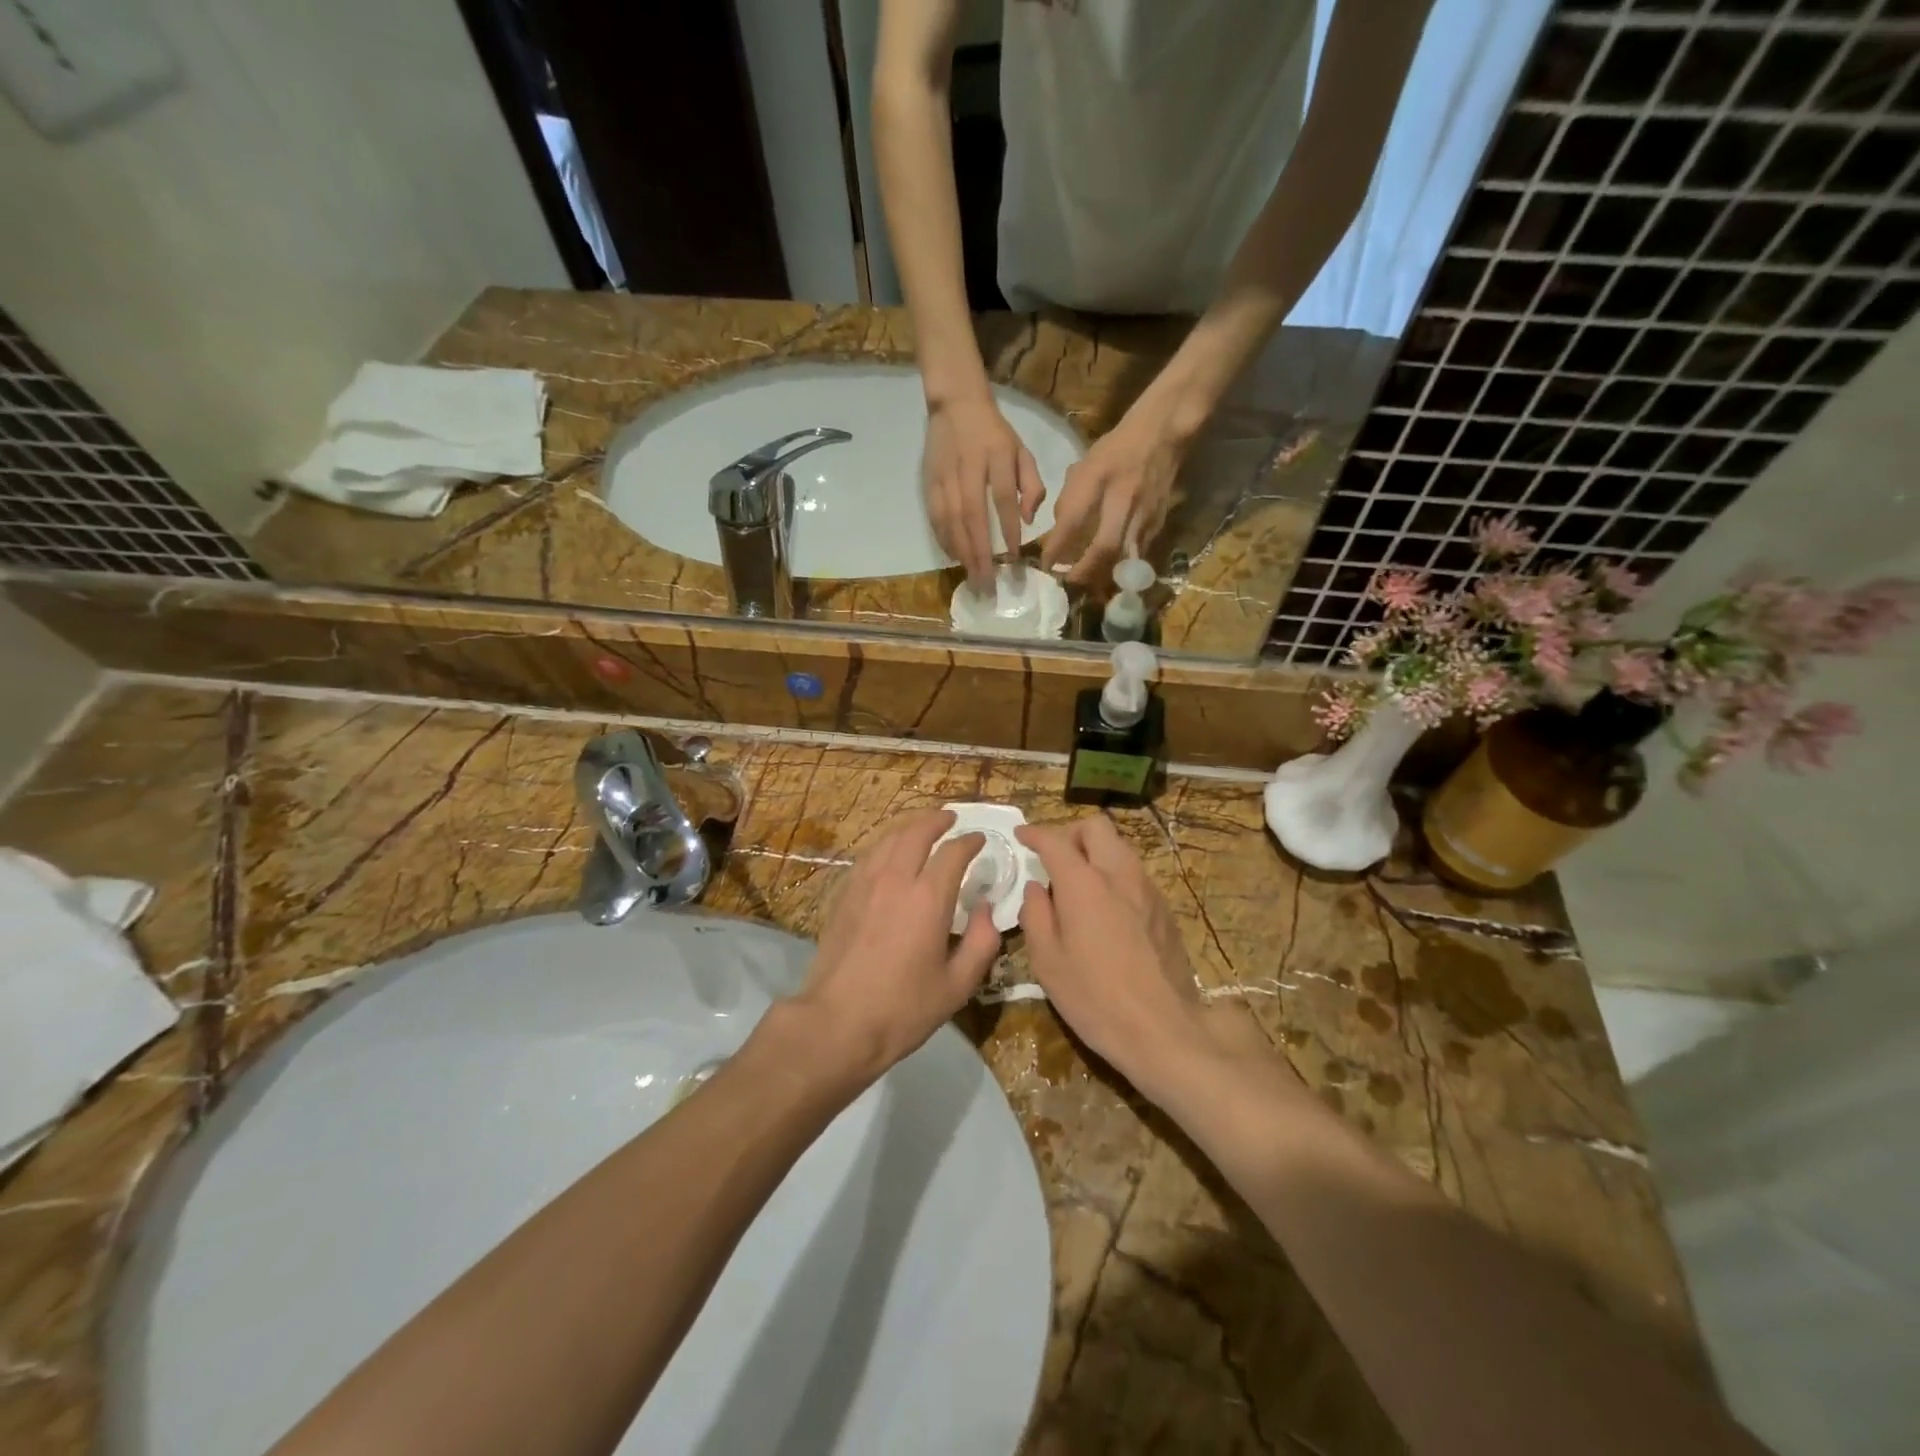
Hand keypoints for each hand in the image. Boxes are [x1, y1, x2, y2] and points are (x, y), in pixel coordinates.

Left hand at [792, 808, 1001, 1077]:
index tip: (980, 840)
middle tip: (951, 819)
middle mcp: (896, 879)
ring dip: (909, 826)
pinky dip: (886, 844)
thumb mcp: (957, 985)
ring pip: (888, 838)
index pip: (953, 852)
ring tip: (922, 827)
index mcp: (928, 898)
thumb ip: (981, 943)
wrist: (837, 1022)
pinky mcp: (844, 895)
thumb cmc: (903, 1009)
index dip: (970, 842)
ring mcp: (864, 884)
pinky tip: (890, 852)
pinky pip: (868, 855)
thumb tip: (986, 909)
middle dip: (937, 820)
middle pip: (917, 832)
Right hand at [923, 394, 1044, 590]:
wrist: (955, 404)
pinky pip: (936, 516)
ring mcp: (945, 475)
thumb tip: (1029, 519)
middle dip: (980, 552)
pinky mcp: (929, 482)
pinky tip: (954, 558)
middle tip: (987, 582)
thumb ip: (1032, 483)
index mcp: (997, 456)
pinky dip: (945, 540)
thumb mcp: (1022, 449)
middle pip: (973, 515)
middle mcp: (968, 467)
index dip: (1008, 528)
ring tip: (972, 576)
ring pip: (951, 519)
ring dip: (961, 552)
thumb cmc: (994, 433)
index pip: (1003, 497)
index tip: (1013, 556)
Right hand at [1014, 817, 1220, 1093]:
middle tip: (1053, 858)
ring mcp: (1147, 889)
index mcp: (1084, 883)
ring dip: (1095, 853)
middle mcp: (1119, 874)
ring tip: (1077, 885)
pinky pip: (1134, 873)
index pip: (1055, 840)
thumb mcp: (1047, 961)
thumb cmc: (1095, 998)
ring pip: (1119, 847)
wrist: (1164, 1030)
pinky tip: (1105, 909)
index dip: (1034, 833)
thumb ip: (1036, 914)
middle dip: (1070, 833)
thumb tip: (1036, 888)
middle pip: (1096, 827)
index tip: (1021, 835)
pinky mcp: (1165, 908)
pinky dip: (1113, 875)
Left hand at [1041, 407, 1186, 586]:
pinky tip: (1110, 573)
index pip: (1072, 521)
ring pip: (1123, 556)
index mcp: (1098, 477)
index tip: (1045, 565)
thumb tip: (1060, 534)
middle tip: (1069, 582)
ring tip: (1088, 586)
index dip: (1056, 547)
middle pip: (1104, 546)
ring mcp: (1144, 512)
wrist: (1163, 433)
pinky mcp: (1159, 521)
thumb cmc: (1116, 448)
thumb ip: (1070, 499)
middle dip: (1084, 570)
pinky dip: (1122, 566)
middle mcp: (1122, 497)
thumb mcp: (1085, 465)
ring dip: (1104, 574)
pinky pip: (1138, 553)